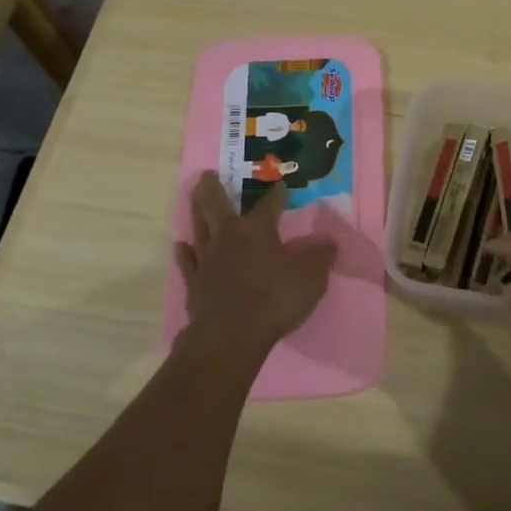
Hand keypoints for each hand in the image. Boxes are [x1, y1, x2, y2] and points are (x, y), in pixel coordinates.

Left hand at [172, 172, 335, 361]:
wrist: (230, 335)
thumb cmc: (274, 300)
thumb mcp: (310, 279)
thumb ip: (320, 258)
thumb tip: (329, 241)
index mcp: (258, 230)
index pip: (270, 204)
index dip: (277, 193)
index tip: (280, 183)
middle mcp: (229, 237)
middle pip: (217, 205)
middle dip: (213, 187)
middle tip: (207, 174)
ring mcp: (208, 259)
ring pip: (199, 227)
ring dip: (196, 211)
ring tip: (193, 198)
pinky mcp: (194, 283)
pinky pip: (188, 262)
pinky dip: (185, 253)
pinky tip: (181, 246)